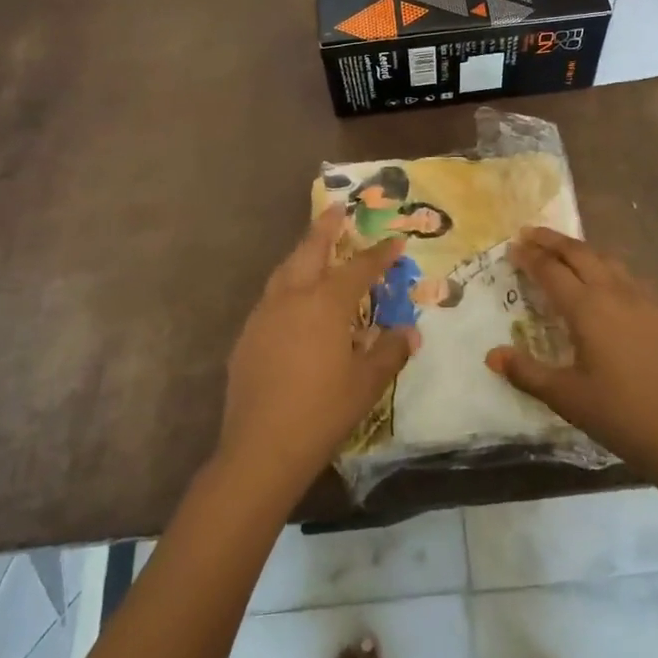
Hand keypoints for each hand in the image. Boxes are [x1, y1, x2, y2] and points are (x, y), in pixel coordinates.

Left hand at [218, 209, 416, 494]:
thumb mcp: (367, 383)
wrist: (261, 449)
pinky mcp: (248, 335)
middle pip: (311, 250)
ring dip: (304, 252)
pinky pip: (272, 296)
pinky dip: (288, 284)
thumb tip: (409, 332)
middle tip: (338, 208)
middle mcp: (294, 297)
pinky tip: (294, 300)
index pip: (359, 267)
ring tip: (316, 246)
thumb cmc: (322, 412)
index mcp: (326, 303)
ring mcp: (265, 314)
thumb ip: (390, 351)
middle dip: (327, 227)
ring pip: (286, 269)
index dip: (380, 254)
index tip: (396, 241)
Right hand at [488, 227, 657, 481]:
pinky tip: (609, 285)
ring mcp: (644, 301)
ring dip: (582, 250)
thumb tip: (492, 355)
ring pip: (608, 260)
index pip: (551, 270)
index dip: (529, 256)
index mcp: (587, 308)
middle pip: (580, 253)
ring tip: (566, 252)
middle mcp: (615, 293)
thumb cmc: (619, 415)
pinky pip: (631, 279)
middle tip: (531, 233)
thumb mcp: (565, 397)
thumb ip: (527, 372)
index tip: (512, 246)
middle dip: (552, 240)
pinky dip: (610, 270)